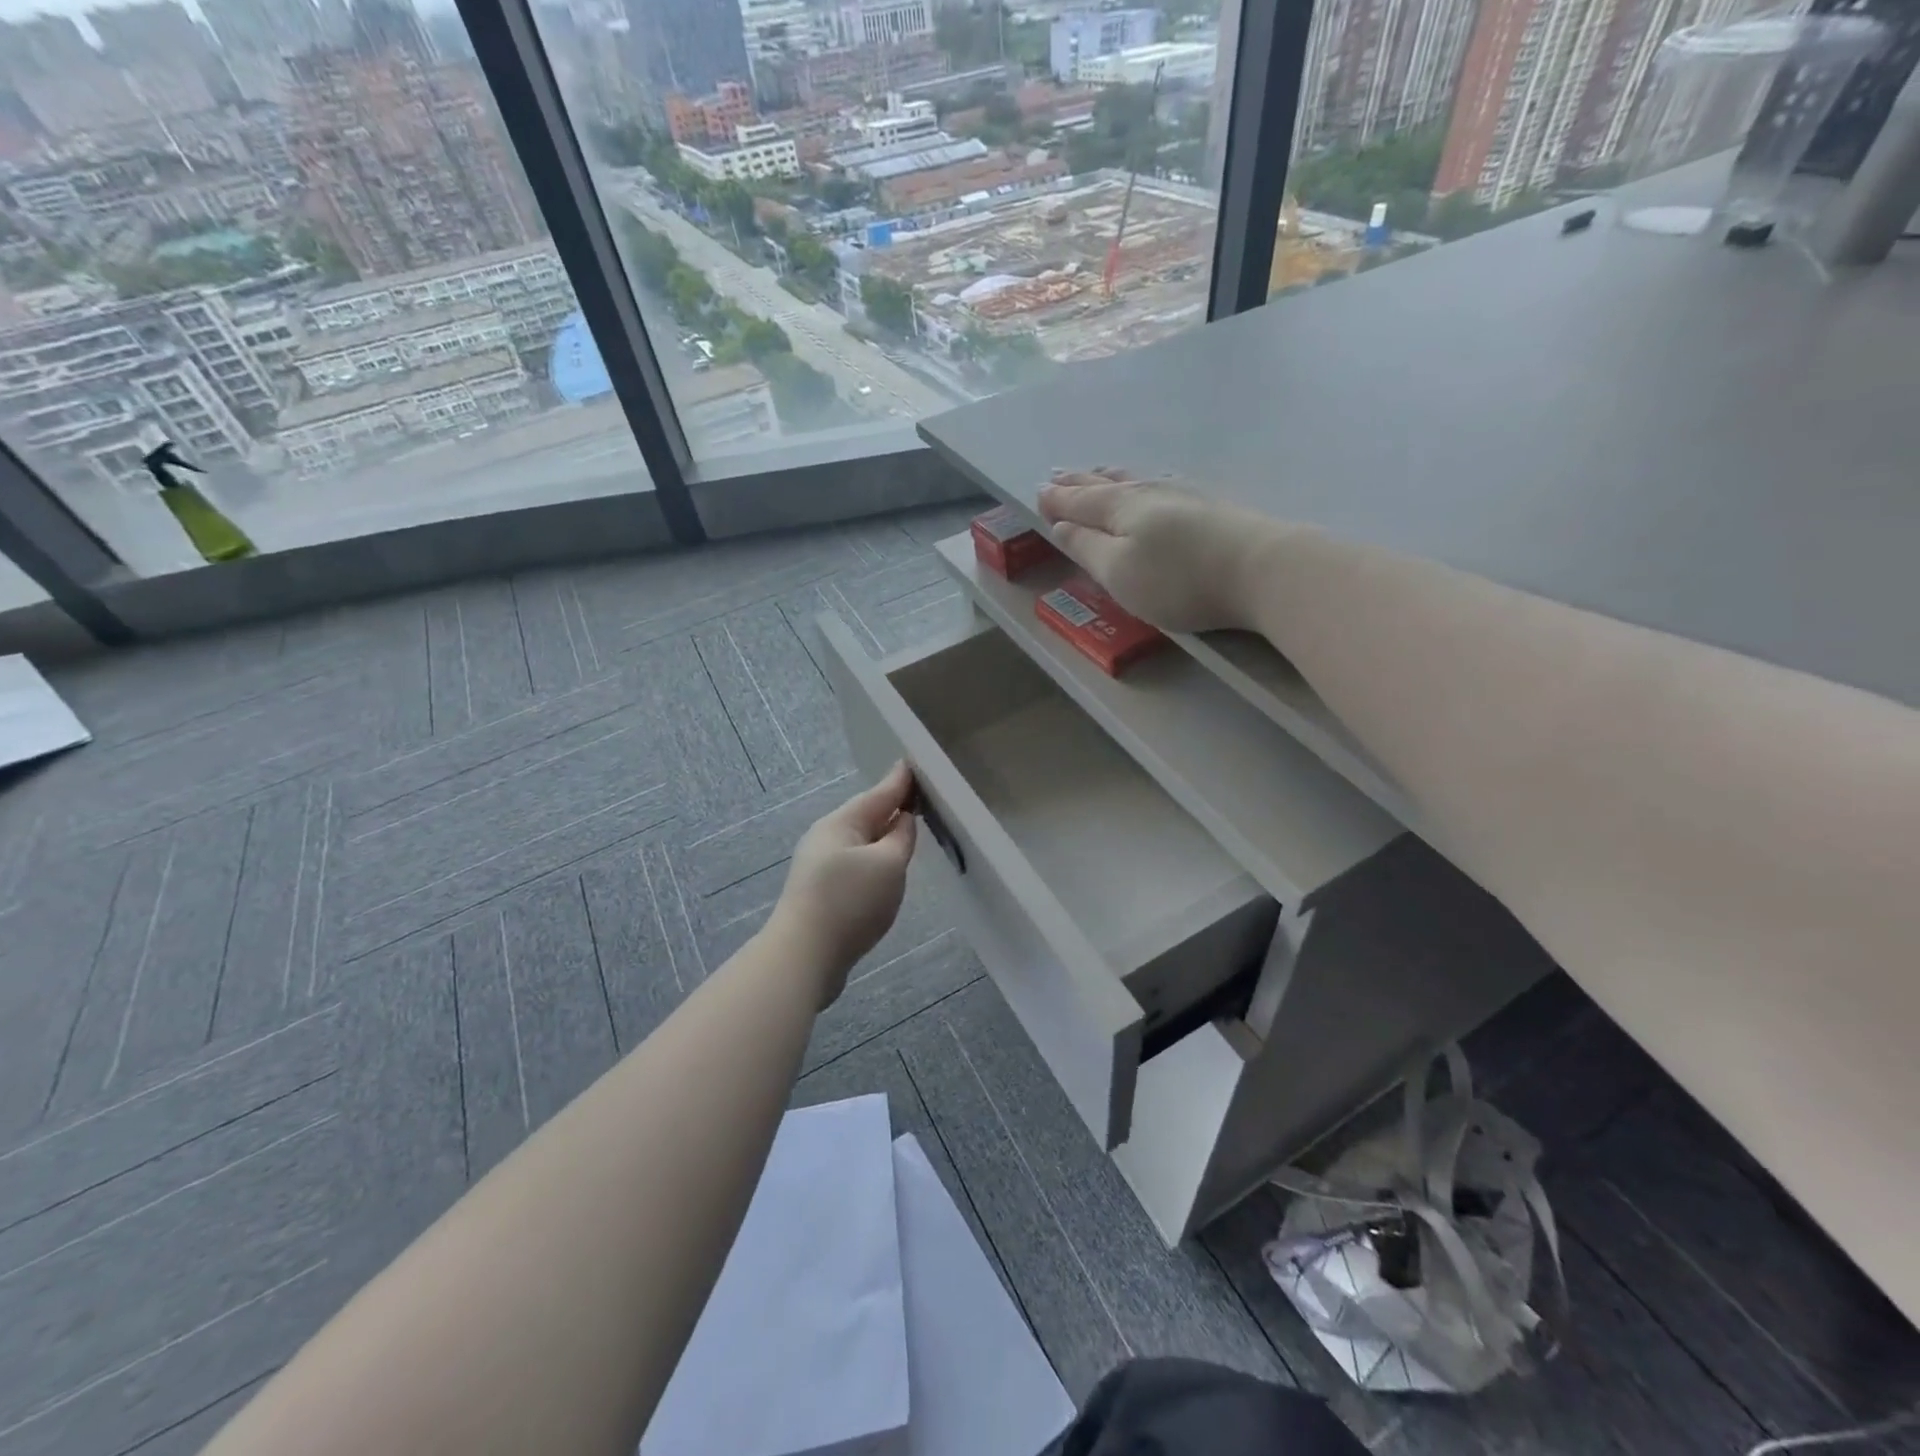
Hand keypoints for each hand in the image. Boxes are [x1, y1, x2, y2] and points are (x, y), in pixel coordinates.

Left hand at [771, 762, 917, 1004]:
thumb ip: (901, 837)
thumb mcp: (888, 864)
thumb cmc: (850, 901)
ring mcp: (820, 867)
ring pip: (860, 842)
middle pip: (865, 816)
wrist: (804, 956)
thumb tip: (903, 819)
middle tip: (916, 796)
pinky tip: (884, 869)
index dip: (899, 782)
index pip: (879, 794)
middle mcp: (826, 838)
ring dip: (882, 834)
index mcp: (841, 823)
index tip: (914, 764)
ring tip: (905, 829)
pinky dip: (874, 859)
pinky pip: (855, 864)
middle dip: (890, 806)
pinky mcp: (821, 893)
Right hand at [1038, 468, 1281, 633]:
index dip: (1057, 500)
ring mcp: (1185, 496)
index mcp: (1120, 508)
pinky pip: (1161, 486)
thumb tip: (1060, 526)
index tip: (1038, 492)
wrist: (1261, 570)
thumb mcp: (1118, 572)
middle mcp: (1149, 493)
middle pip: (1107, 484)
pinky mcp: (1212, 508)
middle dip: (1079, 482)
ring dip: (1110, 478)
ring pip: (1136, 481)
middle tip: (1059, 475)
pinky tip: (1152, 484)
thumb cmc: (1177, 579)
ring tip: (1097, 472)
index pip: (1080, 501)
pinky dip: (1142, 484)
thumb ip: (1086, 548)